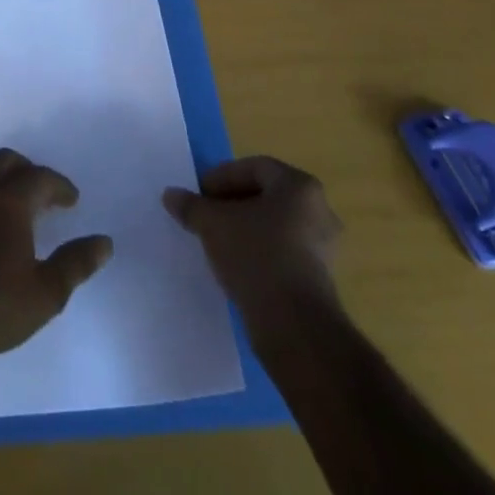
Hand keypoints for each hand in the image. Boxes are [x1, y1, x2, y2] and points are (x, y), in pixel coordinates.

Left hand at [0, 147, 113, 368]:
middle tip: (43, 194)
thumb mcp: (47, 292)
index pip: (40, 177)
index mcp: (10, 202)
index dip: (60, 185)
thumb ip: (76, 263)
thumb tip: (104, 243)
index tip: (72, 201)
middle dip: (28, 171)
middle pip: (6, 161)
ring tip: (11, 202)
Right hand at [164, 156, 342, 318]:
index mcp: (299, 186)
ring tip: (217, 241)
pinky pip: (283, 252)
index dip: (222, 177)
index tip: (199, 193)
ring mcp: (323, 247)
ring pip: (275, 225)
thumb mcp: (213, 224)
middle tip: (205, 214)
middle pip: (266, 195)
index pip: (254, 167)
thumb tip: (171, 195)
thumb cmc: (256, 256)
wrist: (294, 326)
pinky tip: (236, 266)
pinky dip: (259, 252)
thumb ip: (192, 206)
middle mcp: (319, 210)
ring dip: (245, 228)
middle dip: (232, 203)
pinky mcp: (320, 279)